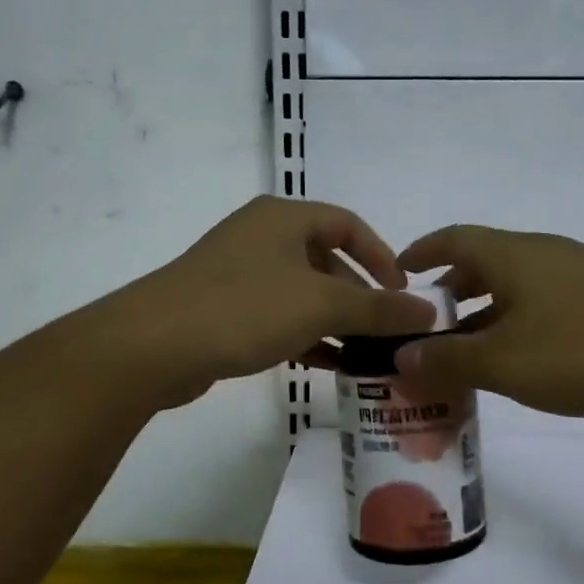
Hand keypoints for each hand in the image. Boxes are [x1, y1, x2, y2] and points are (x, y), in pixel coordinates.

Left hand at [101, 198, 436, 407]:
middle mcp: (261, 237)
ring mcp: (238, 273)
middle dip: (359, 297)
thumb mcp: (321, 305)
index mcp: (284, 218)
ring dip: (335, 322)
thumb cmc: (245, 307)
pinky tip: (329, 366)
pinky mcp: (223, 309)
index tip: (403, 293)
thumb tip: (430, 312)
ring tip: (366, 354)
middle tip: (386, 331)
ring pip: (302, 293)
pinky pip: (278, 317)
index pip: (348, 224)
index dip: (381, 256)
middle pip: (326, 261)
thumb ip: (379, 308)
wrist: (154, 345)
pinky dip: (306, 336)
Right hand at [393, 225, 583, 417]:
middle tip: (426, 326)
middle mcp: (541, 254)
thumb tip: (401, 358)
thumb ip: (448, 360)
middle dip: (450, 292)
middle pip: (482, 263)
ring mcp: (577, 274)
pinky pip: (542, 304)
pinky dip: (516, 325)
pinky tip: (521, 359)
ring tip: (466, 352)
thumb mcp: (505, 362)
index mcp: (511, 255)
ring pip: (514, 287)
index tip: (397, 274)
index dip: (421, 252)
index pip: (452, 239)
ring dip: (484, 313)